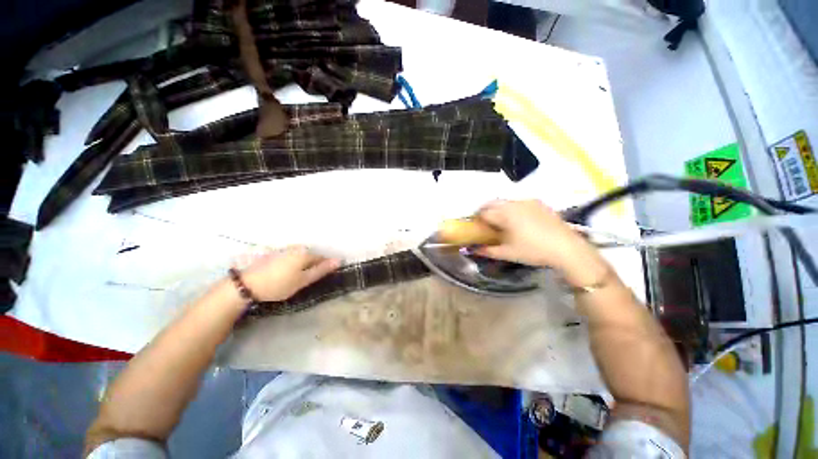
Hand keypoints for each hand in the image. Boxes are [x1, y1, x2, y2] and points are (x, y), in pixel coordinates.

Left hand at [238, 246, 340, 301]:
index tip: (321, 278)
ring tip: (297, 277)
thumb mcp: (303, 280)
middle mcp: (296, 248)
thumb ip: (321, 270)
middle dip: (313, 266)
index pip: (322, 258)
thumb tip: (339, 260)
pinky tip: (287, 273)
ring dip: (303, 265)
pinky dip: (293, 264)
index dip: (324, 267)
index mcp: (305, 254)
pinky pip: (291, 258)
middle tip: (308, 280)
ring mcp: (285, 250)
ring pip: (301, 257)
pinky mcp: (275, 254)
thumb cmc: (279, 284)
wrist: (247, 285)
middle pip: (311, 256)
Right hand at [474, 200, 608, 287]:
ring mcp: (527, 201)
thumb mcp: (508, 253)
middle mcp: (514, 203)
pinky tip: (519, 220)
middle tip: (486, 225)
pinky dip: (512, 208)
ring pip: (505, 201)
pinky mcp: (539, 203)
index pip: (483, 212)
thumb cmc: (533, 251)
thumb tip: (473, 250)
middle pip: (492, 203)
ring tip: (502, 223)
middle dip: (485, 211)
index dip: (477, 220)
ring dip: (498, 209)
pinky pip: (518, 202)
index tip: (477, 228)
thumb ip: (487, 251)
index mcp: (505, 214)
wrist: (567, 248)